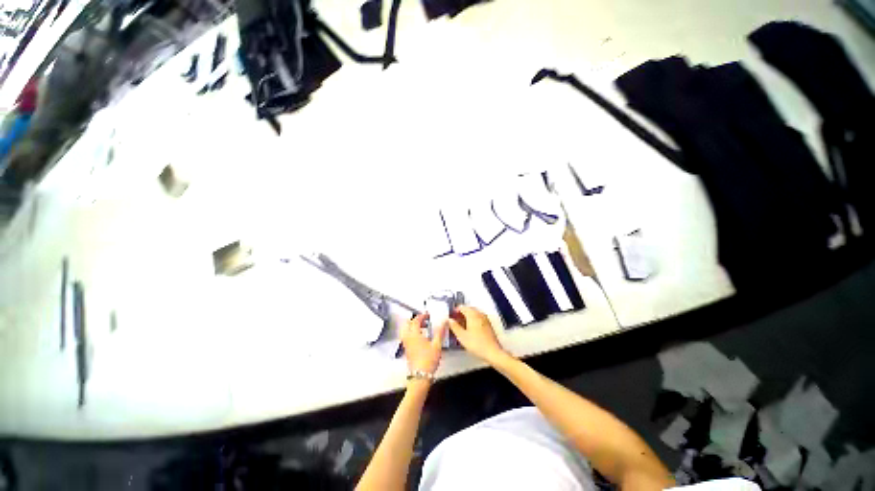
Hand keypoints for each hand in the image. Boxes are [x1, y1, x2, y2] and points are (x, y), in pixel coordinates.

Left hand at [401, 314, 446, 375]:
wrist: (420, 377)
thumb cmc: (428, 360)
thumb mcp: (437, 345)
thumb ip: (440, 332)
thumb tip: (444, 322)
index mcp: (414, 334)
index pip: (415, 320)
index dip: (421, 316)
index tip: (427, 315)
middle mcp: (408, 338)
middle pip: (407, 324)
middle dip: (414, 320)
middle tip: (423, 320)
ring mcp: (406, 344)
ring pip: (405, 330)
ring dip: (412, 326)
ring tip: (422, 327)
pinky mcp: (406, 350)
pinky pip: (406, 337)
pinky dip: (411, 333)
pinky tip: (420, 337)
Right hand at [447, 306, 508, 364]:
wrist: (492, 352)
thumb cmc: (476, 343)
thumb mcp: (462, 336)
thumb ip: (454, 326)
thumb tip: (449, 320)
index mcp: (472, 314)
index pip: (462, 307)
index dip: (455, 310)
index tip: (451, 316)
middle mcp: (479, 313)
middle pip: (468, 309)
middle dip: (461, 313)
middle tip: (455, 321)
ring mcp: (485, 318)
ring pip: (474, 313)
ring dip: (467, 316)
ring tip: (461, 325)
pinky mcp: (488, 324)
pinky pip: (478, 317)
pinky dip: (473, 320)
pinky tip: (470, 328)